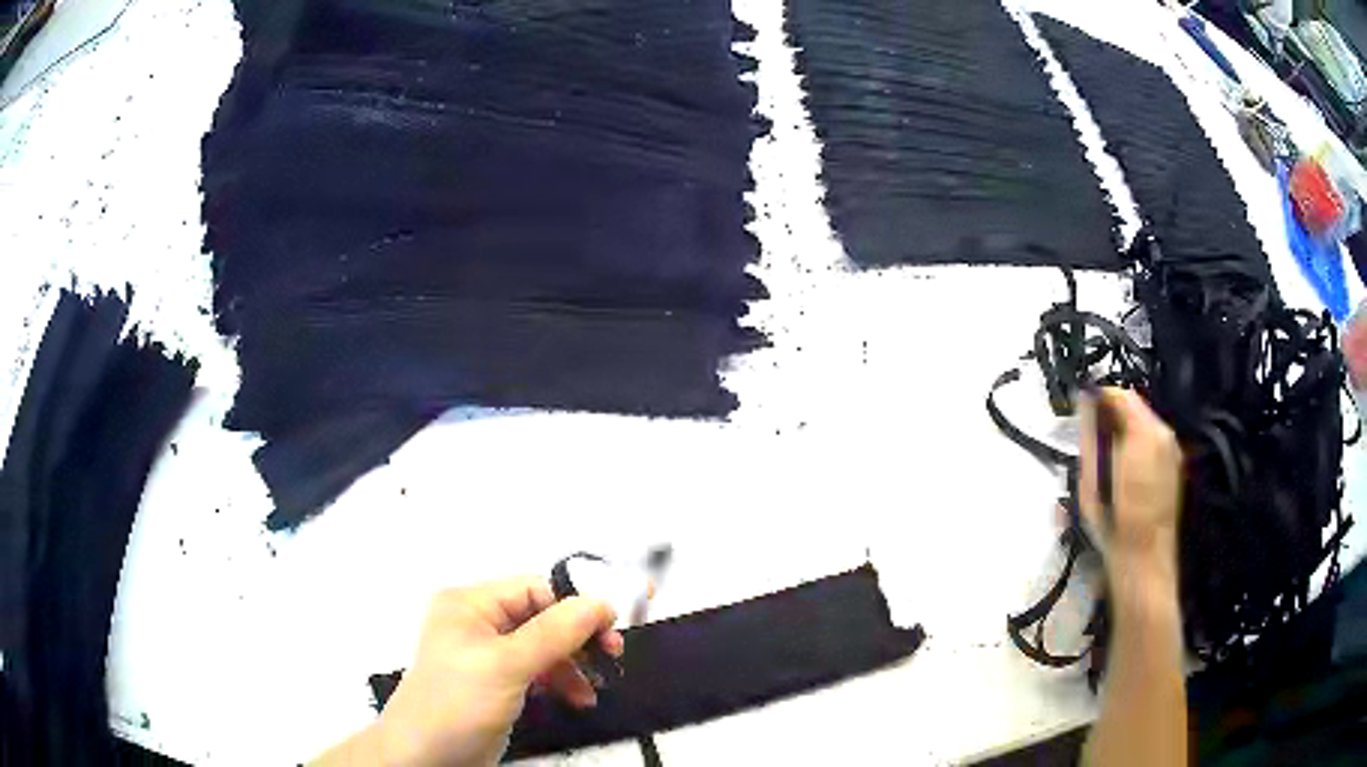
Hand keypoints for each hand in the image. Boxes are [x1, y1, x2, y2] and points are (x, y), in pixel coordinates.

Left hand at [341, 578, 622, 766]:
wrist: (425, 757)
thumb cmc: (457, 702)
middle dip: (576, 639)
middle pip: (541, 619)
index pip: (533, 590)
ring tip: (595, 688)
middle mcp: (477, 623)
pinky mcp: (495, 684)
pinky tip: (578, 698)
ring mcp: (485, 656)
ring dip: (572, 665)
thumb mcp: (506, 665)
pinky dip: (559, 682)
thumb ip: (555, 633)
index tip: (612, 629)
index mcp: (469, 604)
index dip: (575, 605)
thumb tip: (601, 602)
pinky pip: (536, 672)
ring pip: (543, 648)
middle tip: (612, 657)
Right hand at [1079, 388, 1182, 586]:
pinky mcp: (1174, 466)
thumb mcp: (1092, 479)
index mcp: (1145, 432)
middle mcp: (1164, 433)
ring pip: (1144, 424)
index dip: (1099, 397)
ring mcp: (1173, 450)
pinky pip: (1153, 441)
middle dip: (1111, 415)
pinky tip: (1122, 469)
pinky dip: (1135, 444)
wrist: (1145, 560)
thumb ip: (1090, 435)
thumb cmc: (1113, 522)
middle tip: (1089, 435)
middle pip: (1134, 407)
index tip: (1081, 409)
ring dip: (1123, 430)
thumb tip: (1084, 401)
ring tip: (1104, 455)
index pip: (1120, 394)